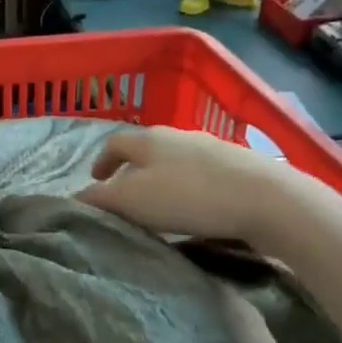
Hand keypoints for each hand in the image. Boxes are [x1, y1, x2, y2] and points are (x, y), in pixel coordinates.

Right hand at [78, 126, 311, 239]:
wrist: (265, 198)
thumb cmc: (188, 197)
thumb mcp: (133, 201)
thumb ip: (101, 199)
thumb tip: (76, 198)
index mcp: (148, 139)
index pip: (114, 143)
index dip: (100, 161)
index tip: (95, 180)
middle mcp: (177, 135)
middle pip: (145, 149)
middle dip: (130, 169)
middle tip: (124, 196)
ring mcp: (211, 146)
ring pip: (174, 159)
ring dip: (160, 177)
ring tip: (158, 205)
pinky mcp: (237, 163)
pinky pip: (200, 171)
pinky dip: (187, 185)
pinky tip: (194, 207)